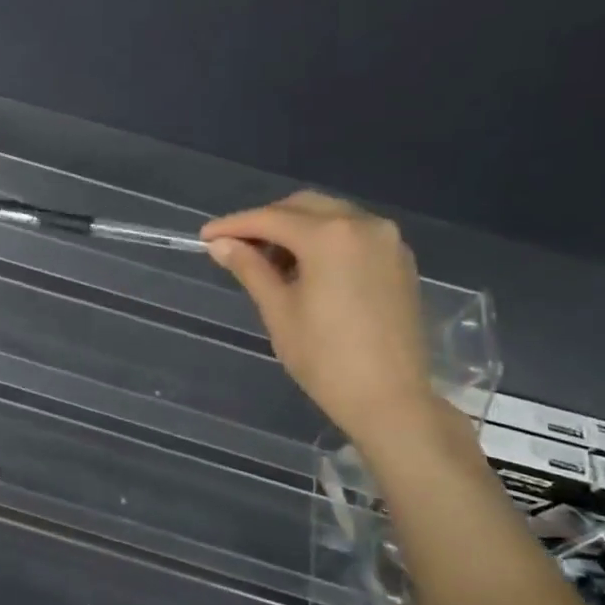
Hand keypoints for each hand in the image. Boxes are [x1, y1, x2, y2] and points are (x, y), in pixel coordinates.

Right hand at [200, 192, 440, 450]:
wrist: (389, 398)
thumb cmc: (324, 358)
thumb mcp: (279, 311)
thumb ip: (250, 269)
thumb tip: (221, 244)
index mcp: (330, 236)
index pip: (270, 219)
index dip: (233, 225)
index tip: (205, 236)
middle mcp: (364, 225)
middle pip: (303, 207)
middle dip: (266, 221)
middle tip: (236, 248)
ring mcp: (388, 240)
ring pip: (331, 216)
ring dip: (296, 229)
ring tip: (269, 263)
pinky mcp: (399, 260)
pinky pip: (353, 233)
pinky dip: (324, 240)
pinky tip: (305, 269)